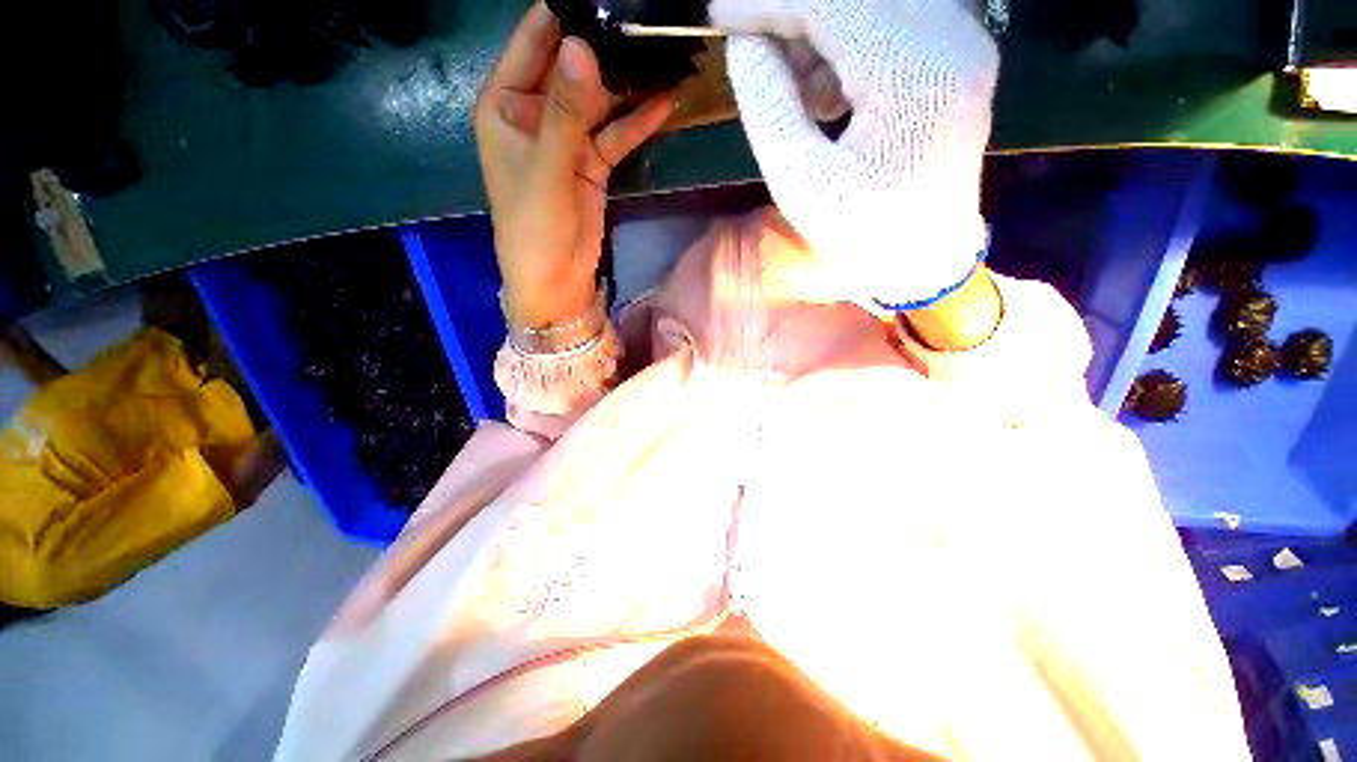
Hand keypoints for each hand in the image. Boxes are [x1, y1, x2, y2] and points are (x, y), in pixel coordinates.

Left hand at [475, 3, 673, 330]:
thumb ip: (565, 112)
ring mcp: (568, 139)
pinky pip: (617, 133)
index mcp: (506, 105)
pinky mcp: (592, 163)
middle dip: (604, 47)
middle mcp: (536, 114)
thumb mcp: (546, 168)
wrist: (555, 279)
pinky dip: (638, 121)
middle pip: (572, 68)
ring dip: (628, 84)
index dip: (563, 15)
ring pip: (600, 100)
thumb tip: (582, 46)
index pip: (533, 42)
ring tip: (662, 54)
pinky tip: (664, 102)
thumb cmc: (534, 227)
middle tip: (643, 23)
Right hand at [712, 0, 998, 309]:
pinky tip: (826, 97)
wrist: (924, 261)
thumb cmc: (861, 234)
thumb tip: (744, 42)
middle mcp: (950, 39)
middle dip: (793, 15)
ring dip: (819, 34)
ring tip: (791, 91)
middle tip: (755, 55)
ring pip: (873, 4)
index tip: (721, 17)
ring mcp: (961, 44)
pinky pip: (891, 23)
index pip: (829, 2)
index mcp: (911, 73)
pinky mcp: (955, 58)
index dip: (767, 4)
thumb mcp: (800, 182)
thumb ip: (767, 104)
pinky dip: (845, 46)